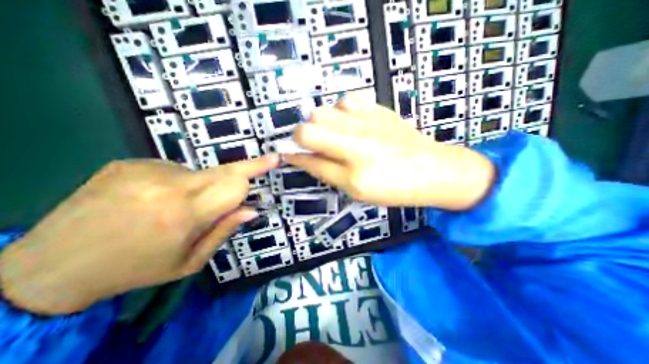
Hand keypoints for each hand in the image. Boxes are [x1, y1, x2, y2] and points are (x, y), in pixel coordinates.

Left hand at [0, 157, 275, 315]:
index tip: (274, 159)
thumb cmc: (136, 269)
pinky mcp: (130, 163)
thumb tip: (252, 210)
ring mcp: (146, 170)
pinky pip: (173, 170)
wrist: (50, 266)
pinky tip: (153, 199)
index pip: (235, 184)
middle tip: (262, 163)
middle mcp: (168, 186)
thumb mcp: (189, 261)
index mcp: (184, 214)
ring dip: (202, 186)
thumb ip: (224, 231)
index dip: (256, 170)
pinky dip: (177, 183)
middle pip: (224, 170)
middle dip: (244, 170)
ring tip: (175, 207)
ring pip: (199, 172)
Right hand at [284, 95, 491, 209]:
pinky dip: (340, 111)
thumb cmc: (395, 188)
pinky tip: (349, 123)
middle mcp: (358, 142)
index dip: (293, 155)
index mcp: (354, 171)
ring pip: (324, 110)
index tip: (287, 154)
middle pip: (310, 126)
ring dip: (321, 123)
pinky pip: (347, 100)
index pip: (310, 157)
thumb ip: (327, 172)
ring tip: (333, 135)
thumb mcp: (357, 190)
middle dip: (302, 136)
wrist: (434, 170)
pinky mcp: (379, 109)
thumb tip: (303, 158)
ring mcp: (369, 121)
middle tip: (313, 146)